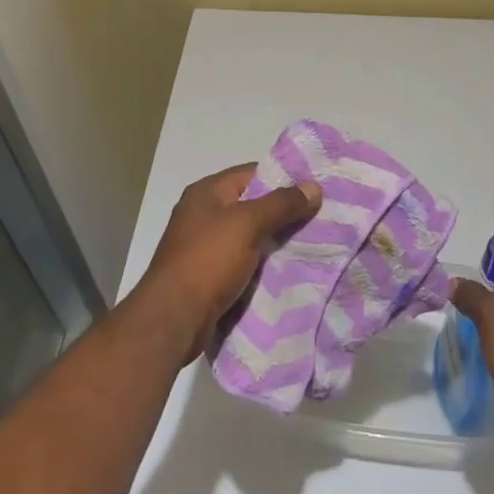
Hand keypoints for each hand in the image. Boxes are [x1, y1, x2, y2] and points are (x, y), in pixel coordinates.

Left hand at [138, 163, 322, 359]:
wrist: (173, 320)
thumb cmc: (208, 260)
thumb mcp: (248, 224)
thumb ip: (282, 204)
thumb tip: (314, 187)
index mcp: (206, 192)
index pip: (252, 173)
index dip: (283, 178)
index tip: (314, 189)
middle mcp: (203, 214)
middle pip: (252, 204)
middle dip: (283, 212)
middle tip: (320, 218)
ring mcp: (204, 246)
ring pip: (250, 235)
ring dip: (275, 240)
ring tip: (312, 243)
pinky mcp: (209, 275)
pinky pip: (244, 260)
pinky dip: (263, 263)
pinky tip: (289, 269)